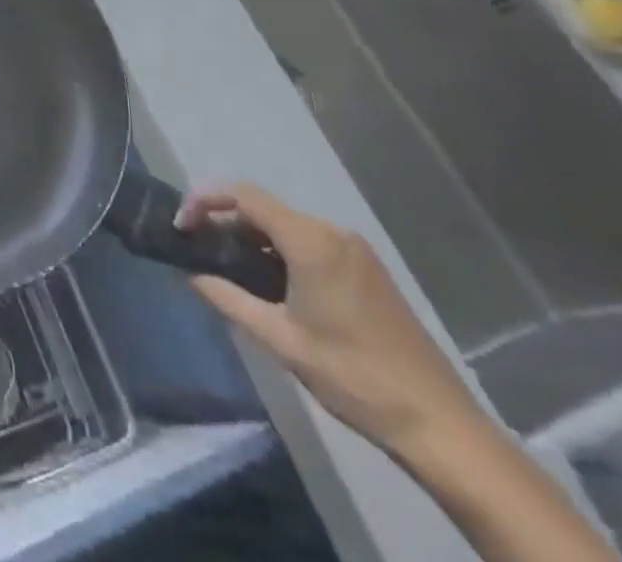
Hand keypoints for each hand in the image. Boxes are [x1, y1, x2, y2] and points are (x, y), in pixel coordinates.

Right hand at [177, 184, 486, 461]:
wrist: (439, 425)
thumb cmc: (353, 377)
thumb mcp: (281, 340)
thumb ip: (229, 299)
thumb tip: (191, 274)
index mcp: (310, 241)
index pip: (244, 195)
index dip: (205, 201)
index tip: (181, 226)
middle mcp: (332, 233)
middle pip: (264, 208)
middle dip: (226, 222)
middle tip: (198, 249)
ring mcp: (354, 251)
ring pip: (287, 226)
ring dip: (252, 238)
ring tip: (227, 267)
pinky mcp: (367, 270)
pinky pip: (310, 243)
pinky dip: (280, 251)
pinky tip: (269, 282)